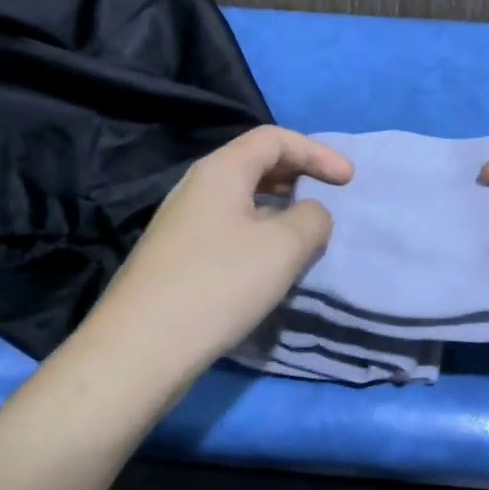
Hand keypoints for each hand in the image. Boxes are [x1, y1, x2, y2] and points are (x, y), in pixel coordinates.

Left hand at [80, 127, 352, 366]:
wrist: (140, 350)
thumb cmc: (219, 284)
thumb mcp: (284, 247)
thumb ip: (313, 218)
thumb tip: (310, 215)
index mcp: (221, 170)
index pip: (274, 139)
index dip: (316, 152)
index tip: (348, 180)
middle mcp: (197, 187)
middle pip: (256, 164)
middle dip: (299, 176)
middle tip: (329, 199)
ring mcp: (182, 223)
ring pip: (242, 200)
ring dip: (280, 209)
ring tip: (307, 235)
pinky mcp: (177, 258)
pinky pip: (229, 229)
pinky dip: (260, 234)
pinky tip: (271, 266)